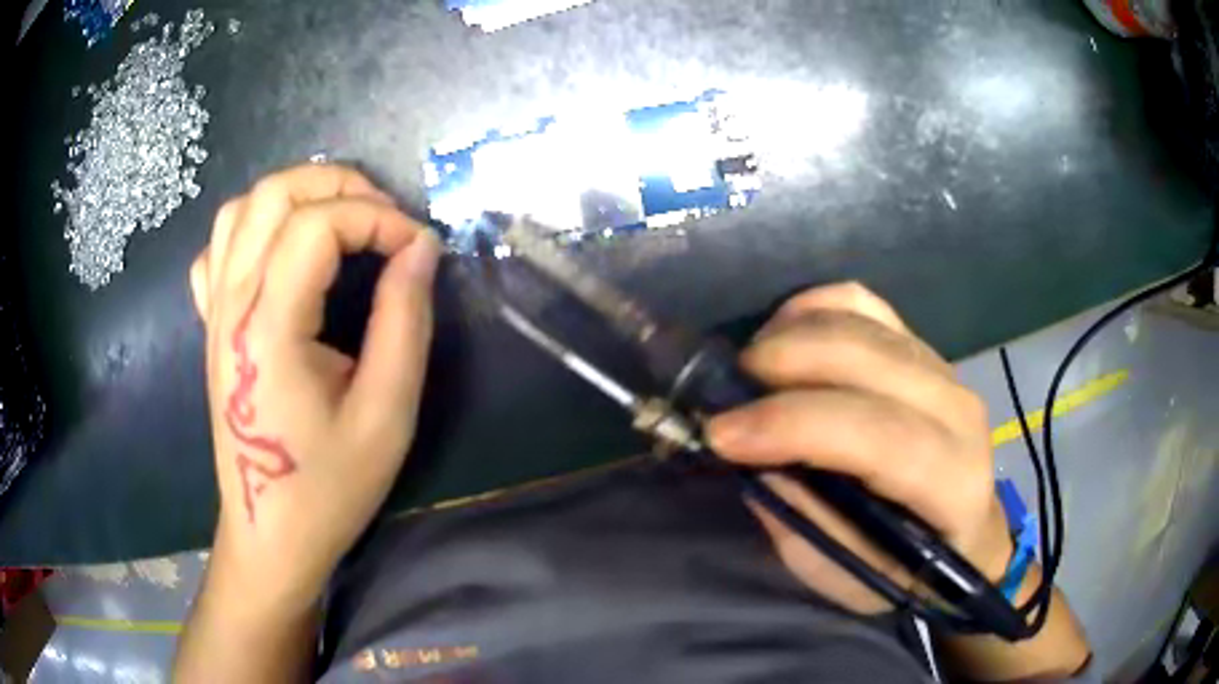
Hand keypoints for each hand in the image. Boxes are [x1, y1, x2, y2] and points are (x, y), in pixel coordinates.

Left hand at [188, 164, 440, 614]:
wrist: (270, 533)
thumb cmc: (329, 486)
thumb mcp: (387, 414)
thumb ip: (405, 321)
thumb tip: (421, 248)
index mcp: (269, 328)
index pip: (318, 225)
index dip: (378, 218)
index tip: (417, 248)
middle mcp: (232, 304)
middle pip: (274, 194)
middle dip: (339, 185)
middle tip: (384, 218)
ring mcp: (214, 311)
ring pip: (242, 207)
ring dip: (297, 195)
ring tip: (340, 221)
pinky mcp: (211, 324)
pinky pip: (218, 247)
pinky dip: (253, 227)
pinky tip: (281, 253)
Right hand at [707, 283, 1011, 612]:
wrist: (963, 533)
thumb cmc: (904, 570)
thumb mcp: (845, 574)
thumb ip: (802, 519)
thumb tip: (753, 457)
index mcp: (952, 481)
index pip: (876, 435)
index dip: (793, 426)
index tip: (720, 434)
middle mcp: (957, 411)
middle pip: (865, 359)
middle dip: (781, 365)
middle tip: (725, 394)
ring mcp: (942, 368)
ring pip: (860, 322)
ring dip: (790, 335)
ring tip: (749, 371)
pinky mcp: (922, 346)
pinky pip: (863, 302)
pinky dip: (814, 307)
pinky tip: (783, 332)